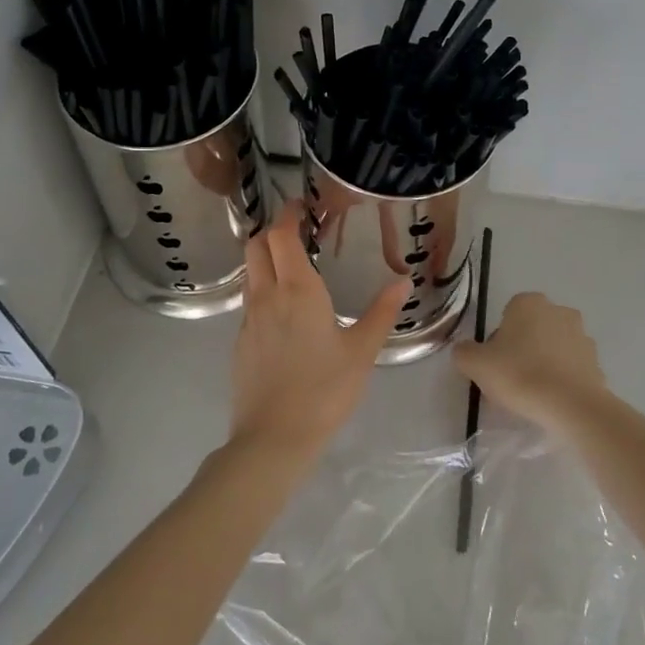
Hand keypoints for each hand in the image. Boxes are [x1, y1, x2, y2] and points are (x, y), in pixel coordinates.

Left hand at [230, 201, 410, 455]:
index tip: (300, 207)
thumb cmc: (324, 390)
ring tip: (292, 267)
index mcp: (298, 290)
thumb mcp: (362, 351)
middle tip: (296, 232)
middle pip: (256, 246)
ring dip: (265, 259)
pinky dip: (262, 290)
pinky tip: (284, 312)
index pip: (281, 236)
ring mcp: (249, 319)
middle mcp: (267, 295)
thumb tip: (404, 281)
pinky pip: (249, 302)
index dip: (287, 215)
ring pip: (250, 273)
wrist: (274, 438)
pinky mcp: (240, 342)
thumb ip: (382, 313)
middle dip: (271, 231)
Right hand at [452, 291, 607, 433]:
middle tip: (511, 379)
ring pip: (553, 347)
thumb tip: (465, 351)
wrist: (571, 406)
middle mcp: (558, 310)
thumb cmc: (520, 375)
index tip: (495, 364)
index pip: (507, 315)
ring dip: (544, 362)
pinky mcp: (596, 360)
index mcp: (528, 303)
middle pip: (531, 329)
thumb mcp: (476, 364)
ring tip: (533, 393)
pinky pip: (571, 367)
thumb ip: (464, 352)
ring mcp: (581, 335)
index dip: (498, 340)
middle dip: (522, 348)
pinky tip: (552, 400)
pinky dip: (562, 378)